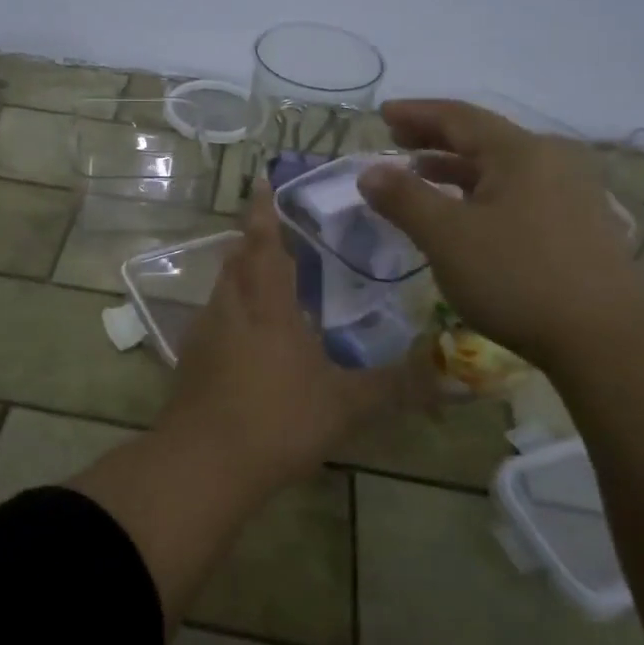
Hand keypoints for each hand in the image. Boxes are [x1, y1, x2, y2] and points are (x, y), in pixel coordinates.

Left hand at [163, 180, 419, 488]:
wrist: (203, 463)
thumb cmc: (277, 420)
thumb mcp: (344, 405)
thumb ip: (395, 387)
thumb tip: (452, 376)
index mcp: (266, 304)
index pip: (263, 243)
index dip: (262, 211)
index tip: (261, 181)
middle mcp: (230, 307)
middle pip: (236, 260)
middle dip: (252, 242)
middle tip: (275, 233)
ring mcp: (204, 332)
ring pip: (222, 289)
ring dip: (239, 276)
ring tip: (265, 280)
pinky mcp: (190, 359)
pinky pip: (213, 319)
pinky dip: (230, 311)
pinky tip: (247, 336)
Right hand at [356, 99, 643, 368]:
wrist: (607, 340)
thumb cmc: (518, 278)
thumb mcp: (447, 236)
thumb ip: (404, 199)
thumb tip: (369, 172)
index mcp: (521, 152)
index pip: (458, 117)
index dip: (416, 113)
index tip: (382, 113)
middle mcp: (552, 160)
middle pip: (483, 138)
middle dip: (435, 137)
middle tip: (396, 139)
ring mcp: (572, 193)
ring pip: (502, 168)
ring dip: (457, 167)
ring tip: (421, 174)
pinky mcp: (580, 225)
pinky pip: (518, 192)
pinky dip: (482, 192)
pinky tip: (468, 213)